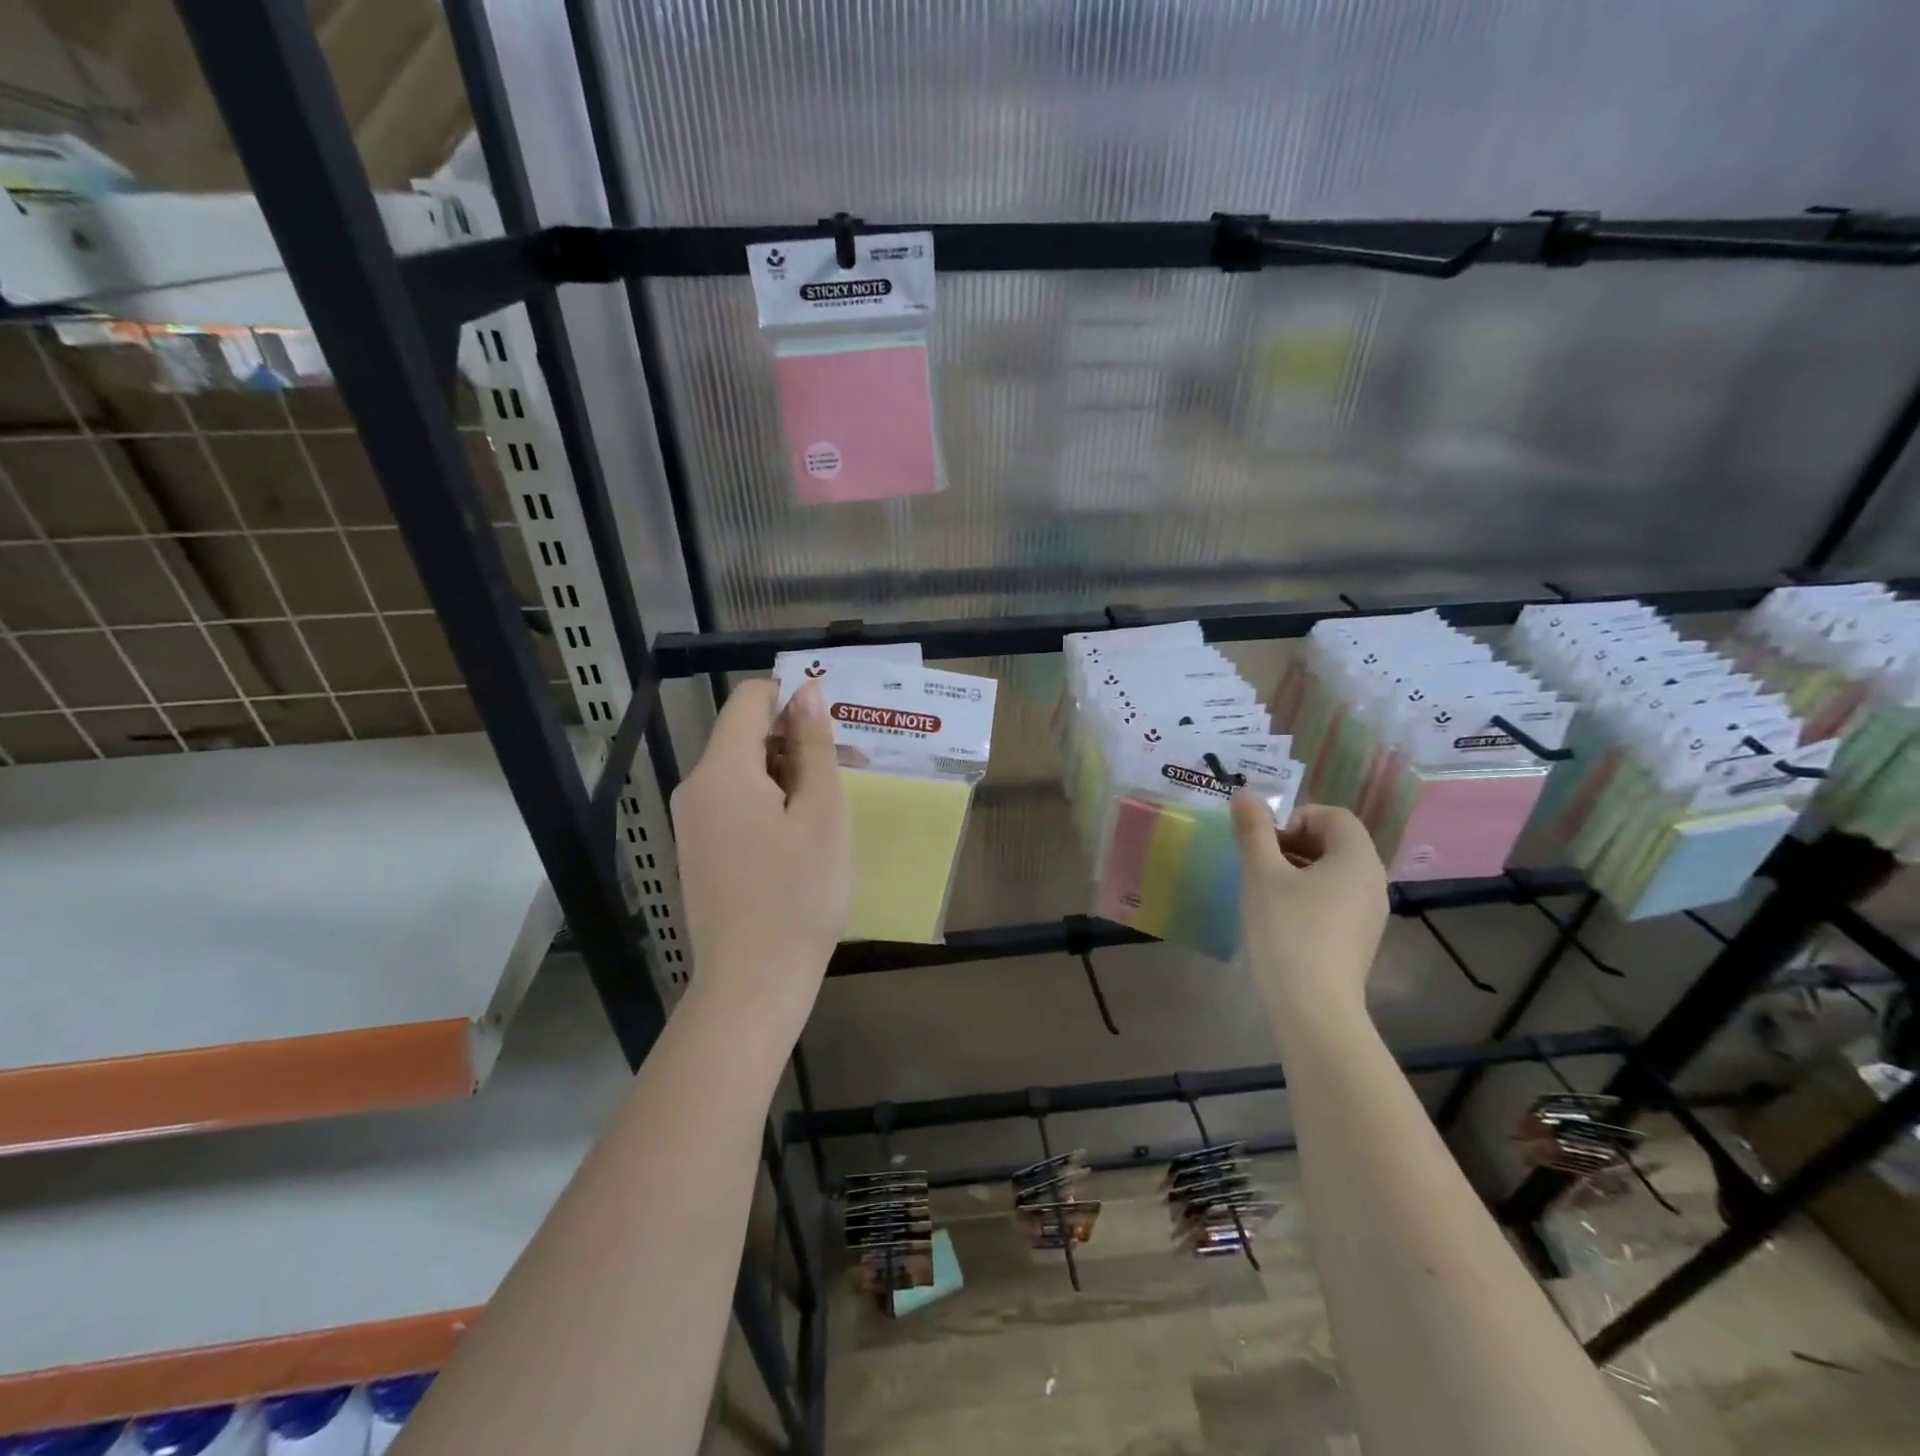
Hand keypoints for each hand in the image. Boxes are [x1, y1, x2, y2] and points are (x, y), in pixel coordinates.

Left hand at [670, 679, 849, 1039]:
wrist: (753, 983)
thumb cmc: (799, 894)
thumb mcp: (821, 813)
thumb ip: (813, 746)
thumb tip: (807, 691)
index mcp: (721, 771)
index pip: (749, 700)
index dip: (793, 698)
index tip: (836, 726)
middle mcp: (696, 789)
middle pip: (746, 737)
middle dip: (798, 742)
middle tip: (851, 771)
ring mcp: (693, 824)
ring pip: (744, 774)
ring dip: (790, 776)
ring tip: (834, 810)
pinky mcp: (699, 853)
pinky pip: (735, 806)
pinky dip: (771, 805)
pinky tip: (803, 839)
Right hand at [1231, 794, 1388, 1020]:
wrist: (1313, 1007)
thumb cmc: (1287, 930)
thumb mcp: (1261, 874)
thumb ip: (1253, 830)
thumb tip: (1244, 794)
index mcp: (1357, 858)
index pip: (1334, 815)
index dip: (1296, 817)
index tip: (1265, 842)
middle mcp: (1373, 880)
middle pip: (1335, 842)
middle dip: (1294, 842)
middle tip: (1259, 863)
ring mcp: (1370, 913)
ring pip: (1334, 872)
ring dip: (1298, 869)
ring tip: (1264, 891)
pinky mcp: (1360, 938)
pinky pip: (1336, 899)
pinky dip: (1309, 895)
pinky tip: (1281, 919)